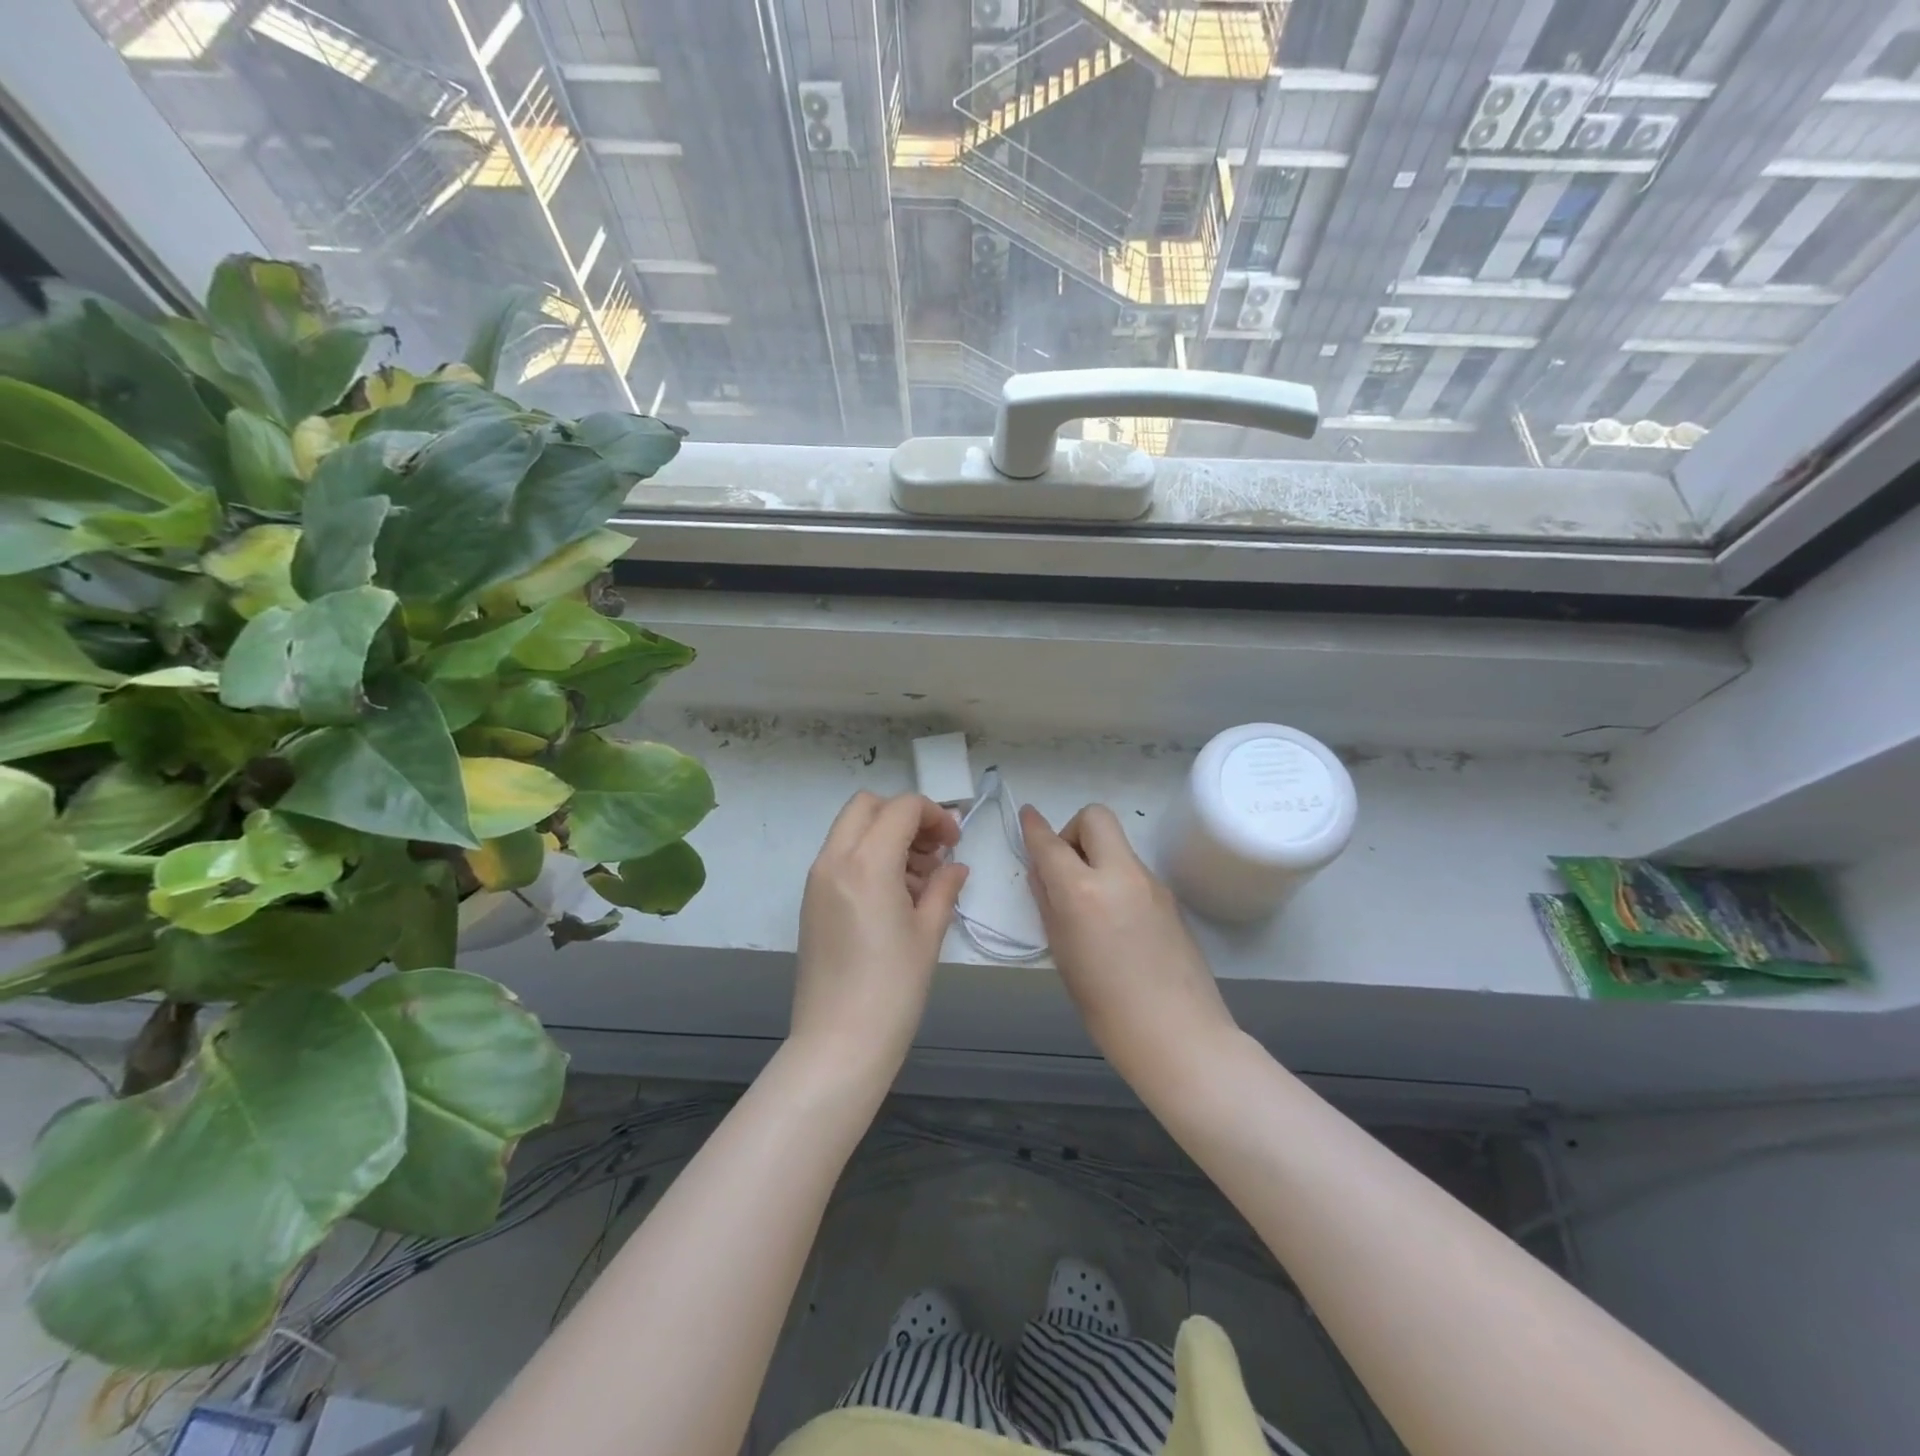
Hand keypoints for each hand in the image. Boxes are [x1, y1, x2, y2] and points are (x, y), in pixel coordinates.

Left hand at [791, 792, 967, 1076]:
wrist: (839, 1042)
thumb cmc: (893, 988)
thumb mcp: (928, 932)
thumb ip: (944, 887)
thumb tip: (955, 866)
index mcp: (866, 863)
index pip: (902, 808)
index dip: (935, 815)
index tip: (954, 843)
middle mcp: (834, 860)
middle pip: (867, 806)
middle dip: (904, 816)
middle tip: (933, 851)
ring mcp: (817, 880)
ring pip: (851, 829)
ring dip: (886, 836)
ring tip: (920, 880)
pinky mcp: (811, 900)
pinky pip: (840, 857)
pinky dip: (868, 857)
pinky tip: (895, 896)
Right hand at [1020, 804, 1238, 1081]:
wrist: (1178, 1035)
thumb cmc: (1106, 1007)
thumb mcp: (1062, 953)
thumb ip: (1049, 904)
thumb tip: (1043, 872)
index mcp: (1083, 892)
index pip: (1050, 843)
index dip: (1033, 827)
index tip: (1026, 816)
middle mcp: (1120, 874)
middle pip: (1096, 818)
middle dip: (1073, 830)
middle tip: (1066, 868)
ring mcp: (1151, 883)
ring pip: (1117, 845)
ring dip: (1097, 856)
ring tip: (1089, 903)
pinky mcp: (1170, 897)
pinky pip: (1134, 870)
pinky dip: (1116, 877)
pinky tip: (1116, 921)